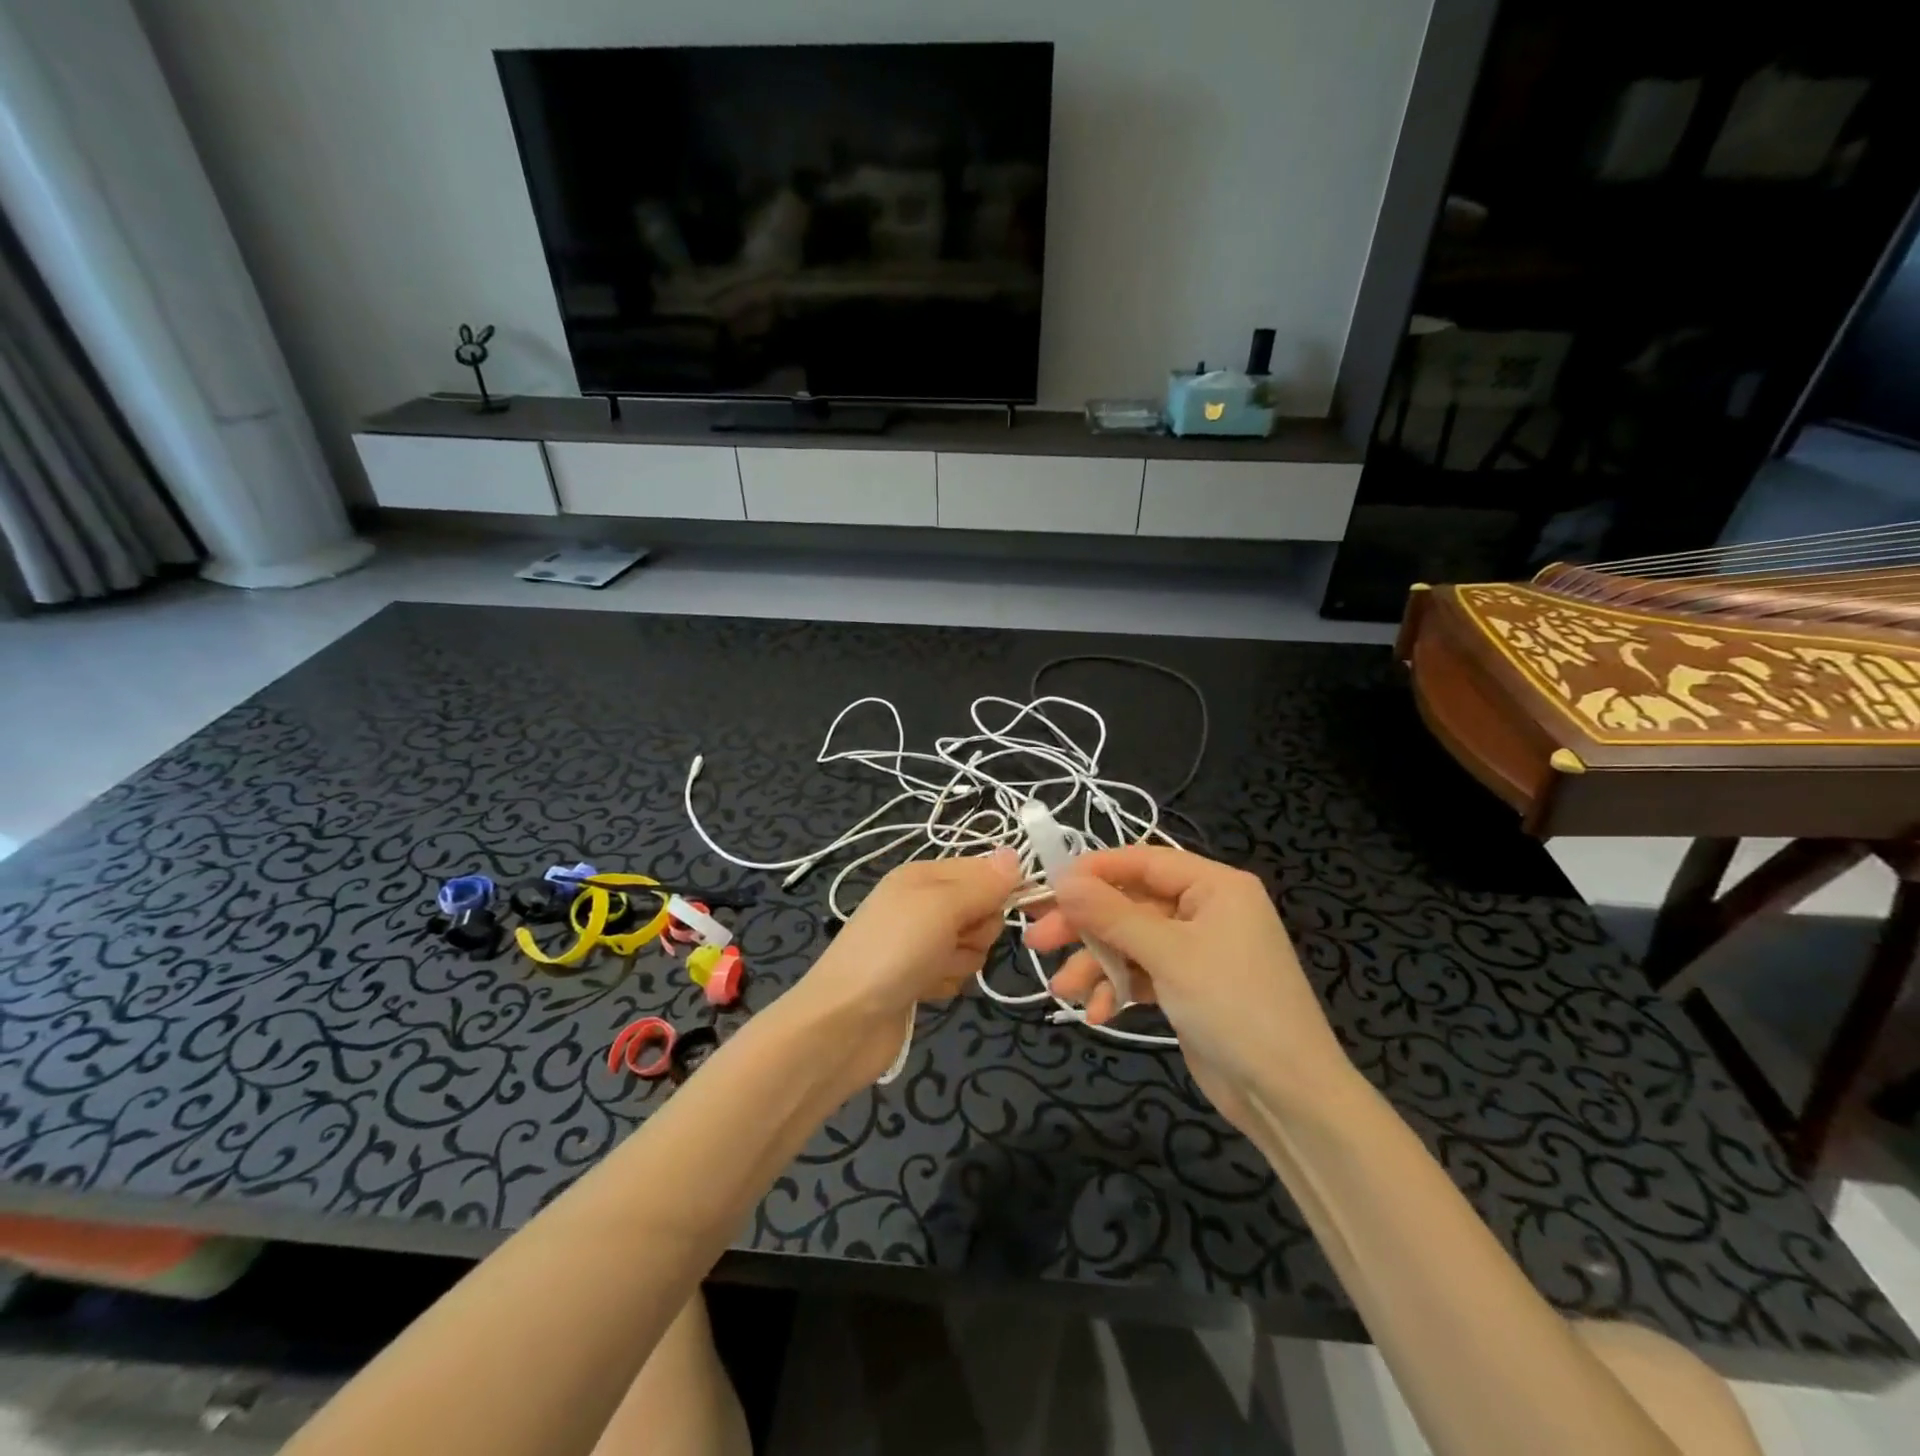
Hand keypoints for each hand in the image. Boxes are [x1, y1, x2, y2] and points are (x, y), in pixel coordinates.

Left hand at [795, 849, 1019, 1083]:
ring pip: (972, 946)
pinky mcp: (918, 978)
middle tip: (952, 941)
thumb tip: (1014, 854)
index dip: (995, 890)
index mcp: (922, 875)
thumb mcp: (940, 906)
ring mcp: (918, 943)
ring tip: (931, 970)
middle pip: (981, 910)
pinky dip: (945, 984)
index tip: (994, 910)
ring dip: (960, 962)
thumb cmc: (892, 952)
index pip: (981, 870)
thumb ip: (982, 884)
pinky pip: (955, 974)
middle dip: (977, 931)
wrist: (843, 1023)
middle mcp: (921, 904)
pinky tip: (924, 992)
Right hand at [1024, 846, 1353, 1128]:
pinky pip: (1143, 974)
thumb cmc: (1233, 1006)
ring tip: (1063, 990)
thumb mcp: (1169, 955)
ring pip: (1131, 942)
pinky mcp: (1188, 987)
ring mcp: (1197, 951)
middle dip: (1087, 925)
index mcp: (1215, 886)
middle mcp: (1206, 910)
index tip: (1050, 885)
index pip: (1144, 861)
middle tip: (1039, 940)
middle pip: (1131, 904)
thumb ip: (1112, 915)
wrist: (1288, 1097)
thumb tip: (1062, 881)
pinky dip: (1119, 988)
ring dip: (1097, 964)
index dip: (1094, 871)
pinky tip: (1099, 1013)